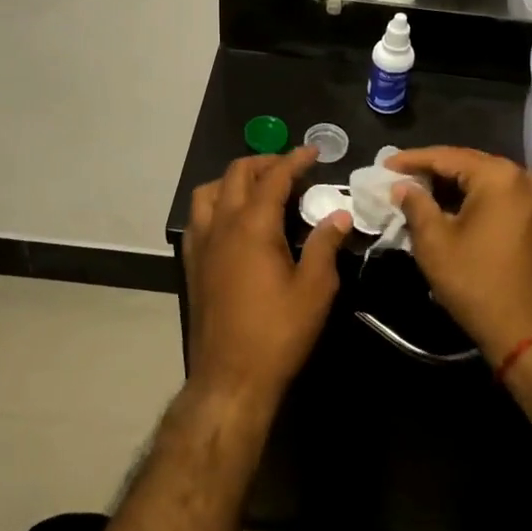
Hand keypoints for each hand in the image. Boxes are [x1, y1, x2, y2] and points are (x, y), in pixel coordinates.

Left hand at [184, 148, 351, 412]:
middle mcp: (222, 224)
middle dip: (264, 163)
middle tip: (290, 169)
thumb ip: (325, 246)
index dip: (294, 160)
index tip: (313, 152)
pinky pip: (198, 217)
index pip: (274, 177)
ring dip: (234, 180)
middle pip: (237, 174)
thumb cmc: (277, 333)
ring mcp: (201, 243)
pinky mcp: (192, 263)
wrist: (230, 378)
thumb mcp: (315, 290)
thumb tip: (339, 215)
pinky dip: (216, 204)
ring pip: (210, 191)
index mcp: (253, 225)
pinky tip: (232, 222)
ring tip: (258, 189)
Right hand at [386, 147, 531, 366]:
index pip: (447, 156)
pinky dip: (473, 199)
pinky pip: (499, 196)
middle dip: (432, 171)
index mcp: (499, 176)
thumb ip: (416, 205)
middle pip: (468, 164)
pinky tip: (448, 208)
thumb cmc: (478, 284)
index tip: (385, 165)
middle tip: (399, 177)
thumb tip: (403, 186)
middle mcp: (523, 177)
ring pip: (484, 181)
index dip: (412, 160)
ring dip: (452, 186)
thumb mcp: (435, 243)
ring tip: (418, 192)